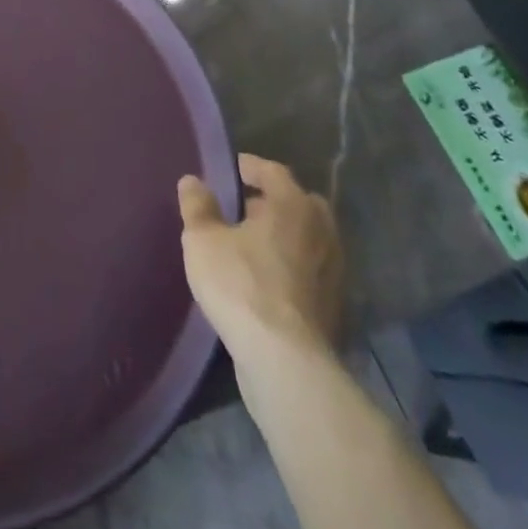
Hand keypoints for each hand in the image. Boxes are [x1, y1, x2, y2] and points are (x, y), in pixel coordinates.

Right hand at [177, 154, 343, 363]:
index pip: (273, 171)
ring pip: (307, 238)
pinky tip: (266, 279)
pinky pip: (310, 270)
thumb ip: (197, 206)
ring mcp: (333, 271)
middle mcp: (321, 231)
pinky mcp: (334, 307)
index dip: (251, 167)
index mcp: (293, 205)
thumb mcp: (203, 239)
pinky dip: (292, 266)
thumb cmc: (241, 284)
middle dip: (273, 202)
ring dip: (284, 236)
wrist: (285, 361)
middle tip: (245, 207)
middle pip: (298, 203)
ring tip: (251, 244)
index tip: (232, 169)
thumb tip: (193, 181)